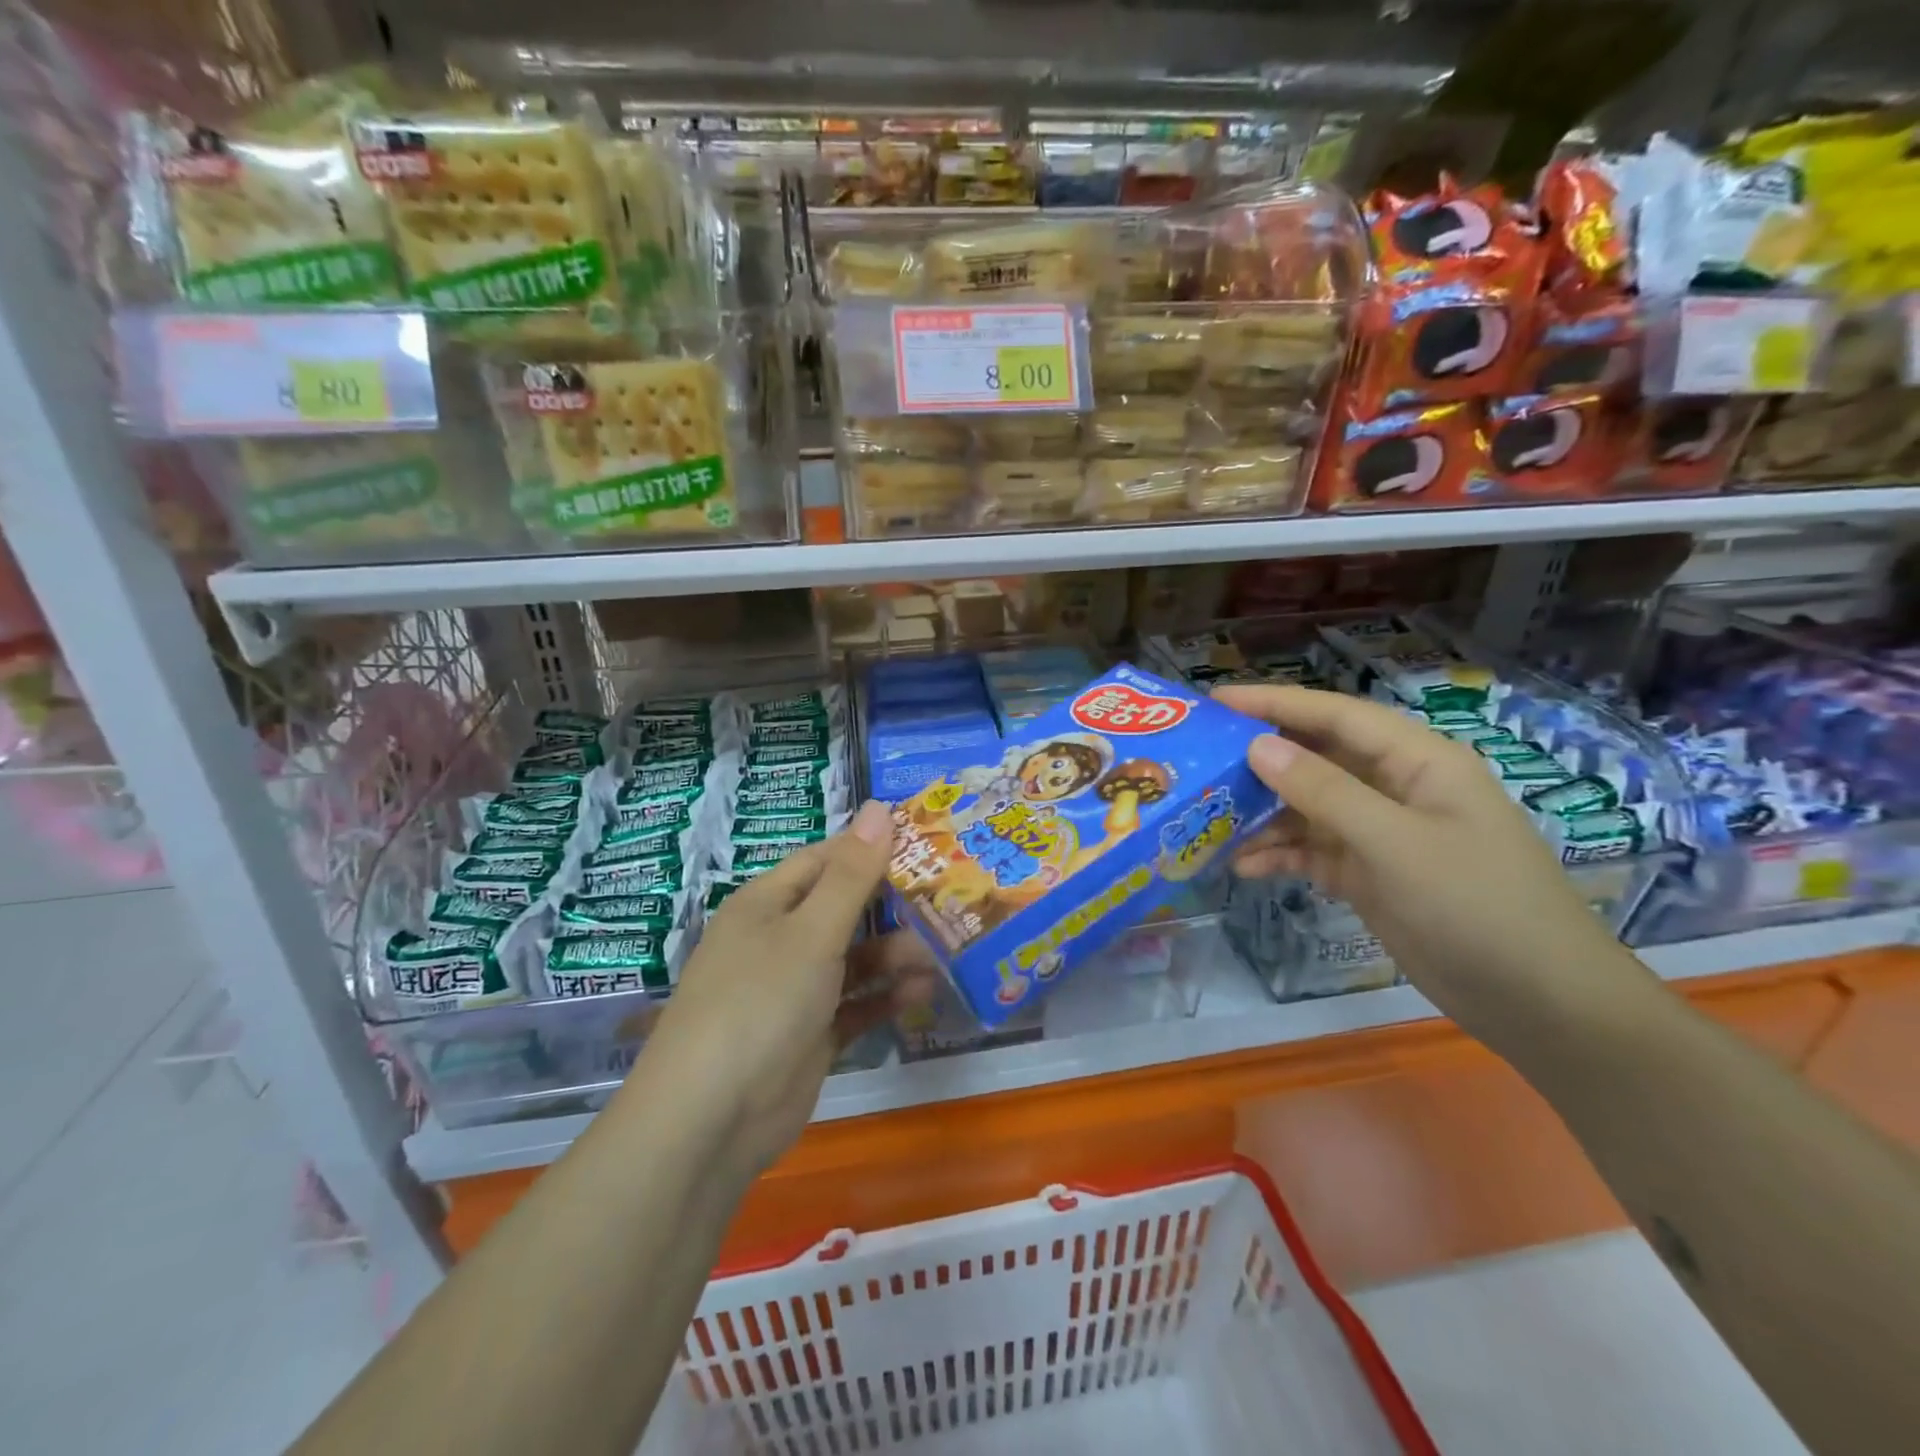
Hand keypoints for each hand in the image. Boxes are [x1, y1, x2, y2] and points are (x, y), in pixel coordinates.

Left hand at [640, 800, 937, 1174]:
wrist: (710, 1120)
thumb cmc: (760, 1002)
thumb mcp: (811, 931)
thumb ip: (852, 874)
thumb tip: (880, 808)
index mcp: (766, 904)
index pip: (824, 860)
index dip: (869, 849)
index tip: (923, 845)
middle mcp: (778, 941)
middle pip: (842, 910)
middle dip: (891, 907)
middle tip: (947, 901)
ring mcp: (793, 992)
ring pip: (852, 960)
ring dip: (893, 956)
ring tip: (939, 957)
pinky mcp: (808, 1036)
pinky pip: (853, 1005)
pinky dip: (883, 998)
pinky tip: (921, 994)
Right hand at [1214, 685, 1648, 1051]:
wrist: (1539, 1003)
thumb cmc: (1477, 906)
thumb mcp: (1395, 844)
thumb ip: (1324, 792)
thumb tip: (1258, 746)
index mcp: (1418, 762)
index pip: (1336, 715)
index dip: (1275, 702)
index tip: (1216, 701)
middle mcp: (1396, 788)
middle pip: (1317, 758)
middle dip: (1260, 759)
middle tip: (1200, 760)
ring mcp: (1382, 834)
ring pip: (1308, 808)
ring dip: (1263, 815)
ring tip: (1210, 821)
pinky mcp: (1371, 875)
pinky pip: (1313, 851)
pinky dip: (1280, 856)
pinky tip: (1245, 868)